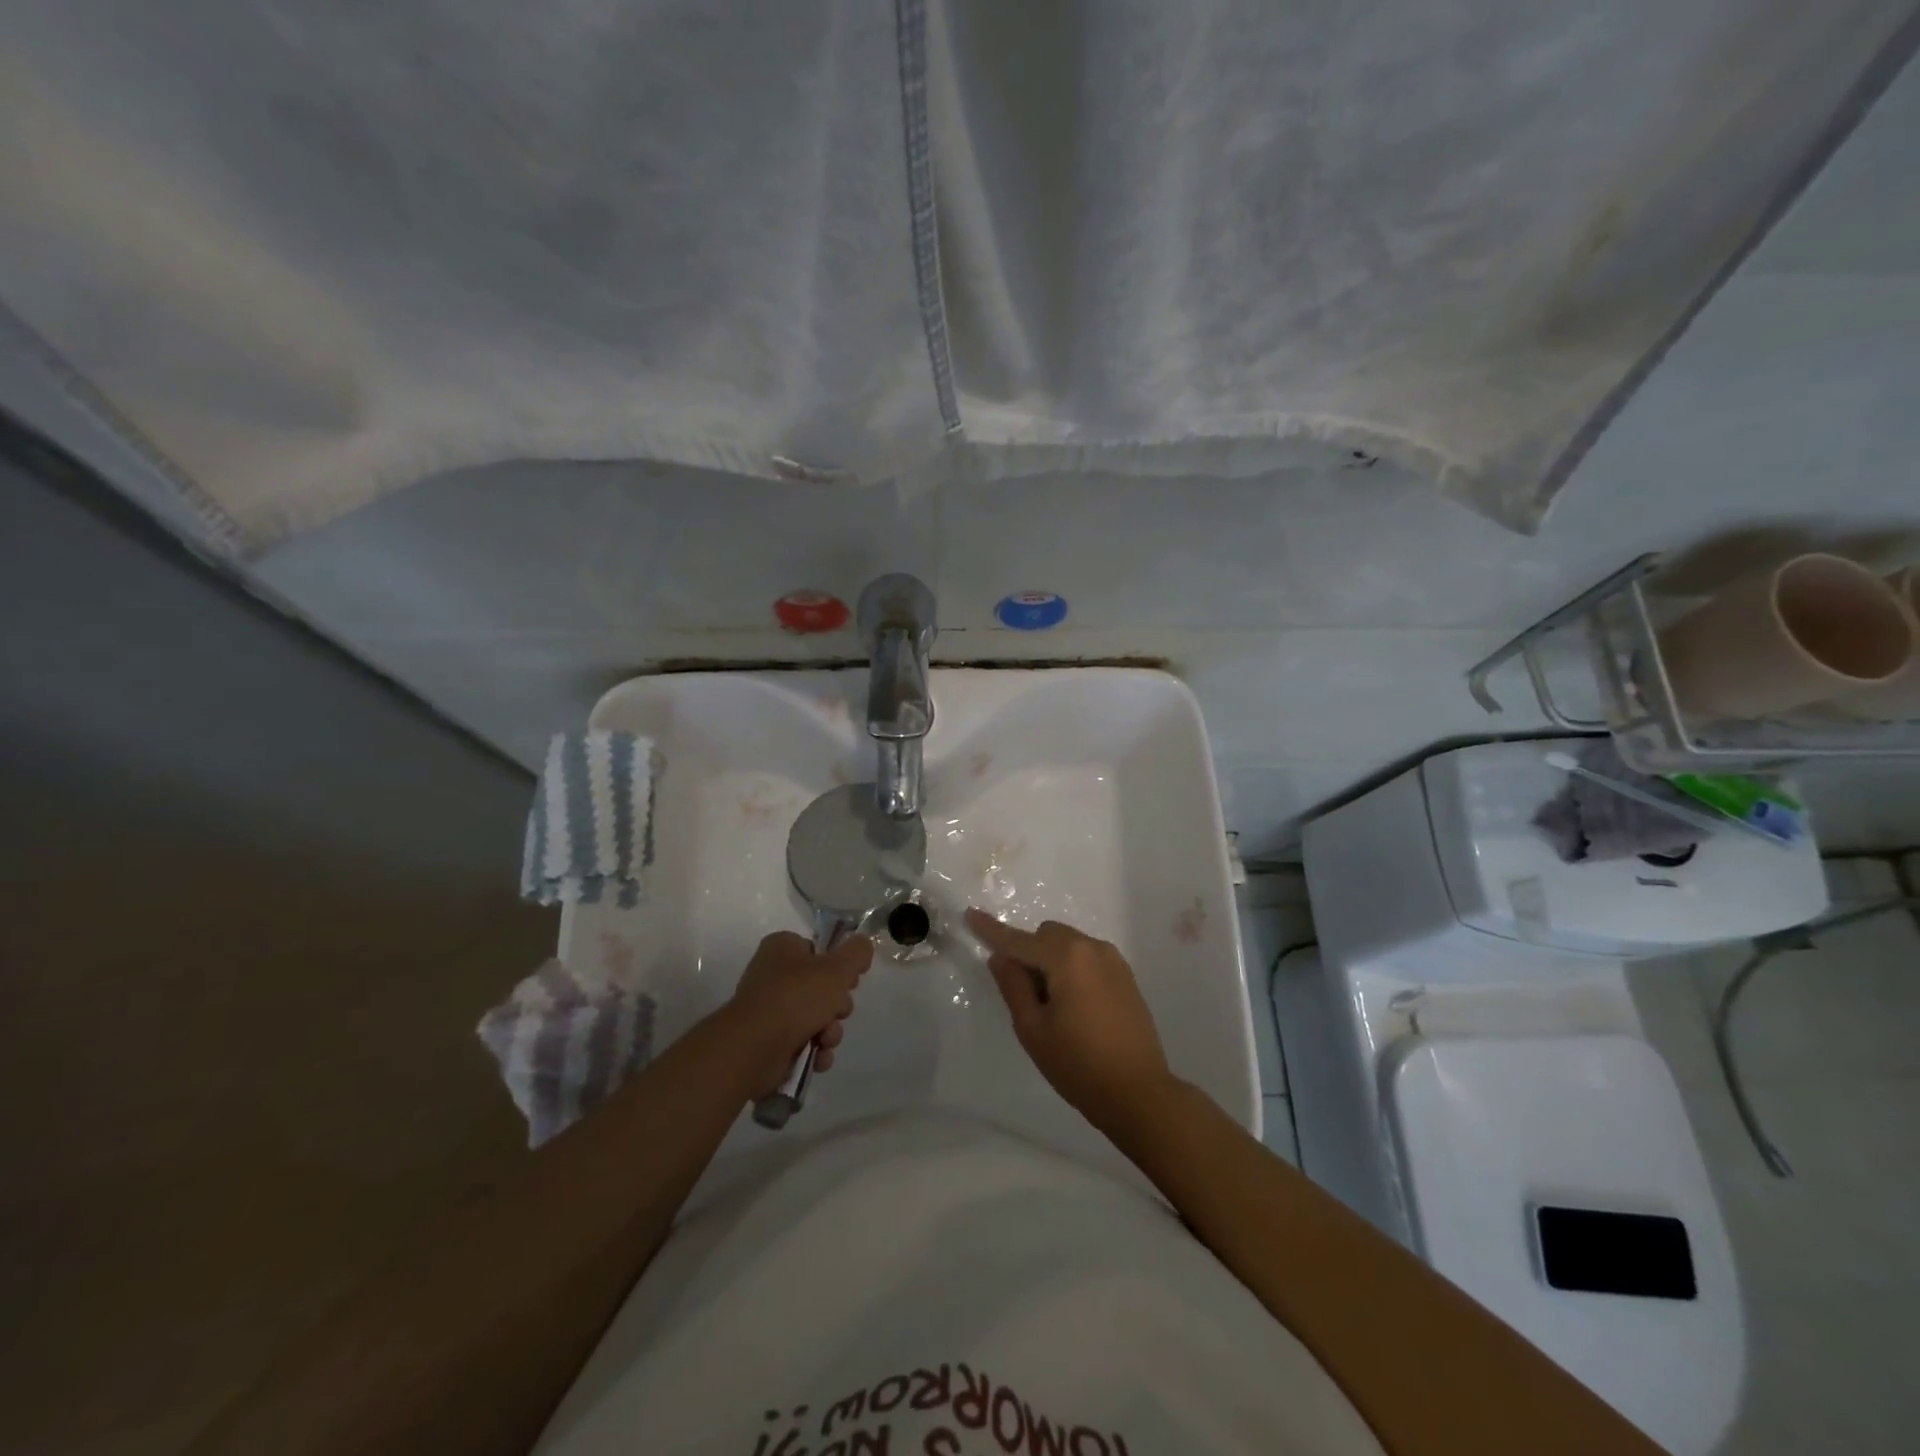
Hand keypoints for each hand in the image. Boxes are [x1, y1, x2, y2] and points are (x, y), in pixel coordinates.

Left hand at [722, 931, 872, 1097]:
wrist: (755, 1047)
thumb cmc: (796, 997)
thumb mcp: (837, 968)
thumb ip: (856, 952)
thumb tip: (862, 945)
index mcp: (782, 948)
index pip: (819, 951)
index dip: (839, 967)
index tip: (850, 981)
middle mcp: (772, 975)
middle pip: (821, 988)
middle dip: (837, 1007)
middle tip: (837, 1012)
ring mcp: (769, 1010)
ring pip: (815, 1018)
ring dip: (829, 1032)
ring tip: (824, 1041)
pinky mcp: (769, 1041)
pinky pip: (802, 1042)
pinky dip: (814, 1051)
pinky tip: (818, 1058)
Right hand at [965, 910, 1174, 1131]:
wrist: (1139, 1093)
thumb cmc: (1078, 1064)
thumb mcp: (1033, 1029)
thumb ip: (1013, 986)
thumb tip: (1001, 958)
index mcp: (1067, 957)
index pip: (1020, 940)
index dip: (992, 930)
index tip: (970, 914)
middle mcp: (1092, 948)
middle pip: (1047, 935)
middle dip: (1029, 952)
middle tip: (1024, 994)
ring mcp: (1113, 960)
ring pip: (1068, 944)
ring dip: (1051, 960)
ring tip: (1052, 1005)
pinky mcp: (1126, 975)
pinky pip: (1087, 957)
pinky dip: (1071, 968)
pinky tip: (1075, 1006)